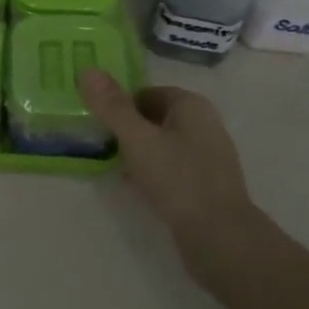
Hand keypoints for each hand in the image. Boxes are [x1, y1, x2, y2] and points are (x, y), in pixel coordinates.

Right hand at [78, 69, 260, 276]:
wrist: (221, 238)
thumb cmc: (178, 180)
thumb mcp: (138, 140)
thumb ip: (112, 106)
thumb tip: (88, 69)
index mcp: (191, 105)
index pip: (146, 93)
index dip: (120, 105)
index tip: (97, 123)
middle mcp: (204, 124)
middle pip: (154, 118)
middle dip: (128, 130)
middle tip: (101, 145)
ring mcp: (208, 156)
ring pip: (162, 144)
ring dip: (138, 152)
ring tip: (114, 167)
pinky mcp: (207, 184)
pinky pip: (172, 168)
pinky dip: (152, 172)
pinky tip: (135, 188)